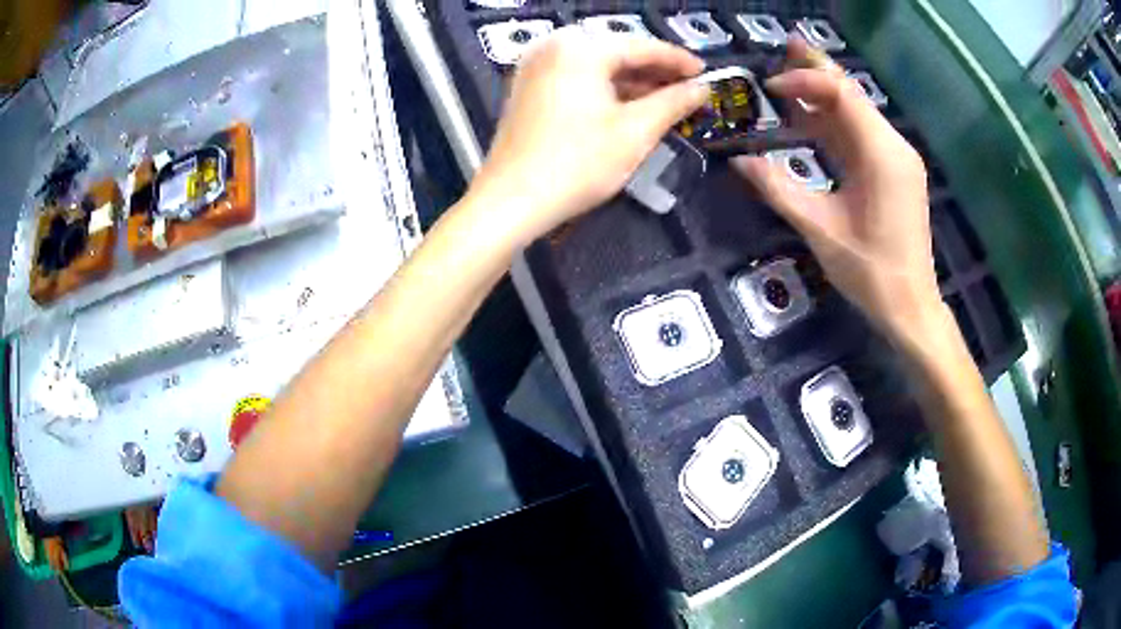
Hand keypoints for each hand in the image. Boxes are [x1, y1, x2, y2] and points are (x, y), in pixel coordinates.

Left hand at [467, 27, 708, 245]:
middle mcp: (554, 46)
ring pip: (596, 66)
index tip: (707, 73)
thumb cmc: (577, 163)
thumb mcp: (636, 131)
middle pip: (617, 52)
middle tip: (689, 88)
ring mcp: (536, 66)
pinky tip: (629, 106)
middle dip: (655, 71)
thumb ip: (674, 102)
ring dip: (632, 82)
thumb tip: (702, 88)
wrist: (511, 201)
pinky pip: (576, 78)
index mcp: (580, 48)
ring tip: (666, 100)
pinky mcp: (528, 88)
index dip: (678, 60)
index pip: (641, 46)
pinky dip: (605, 89)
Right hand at [733, 39, 943, 346]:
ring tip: (792, 79)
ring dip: (825, 97)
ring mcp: (898, 160)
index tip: (772, 91)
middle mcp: (894, 147)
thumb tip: (739, 161)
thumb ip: (779, 189)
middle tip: (787, 46)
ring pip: (858, 114)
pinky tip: (812, 121)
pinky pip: (863, 137)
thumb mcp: (821, 229)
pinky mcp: (895, 173)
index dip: (805, 83)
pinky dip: (836, 125)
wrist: (911, 308)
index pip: (842, 95)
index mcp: (882, 155)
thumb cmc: (871, 273)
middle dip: (819, 71)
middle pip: (853, 95)